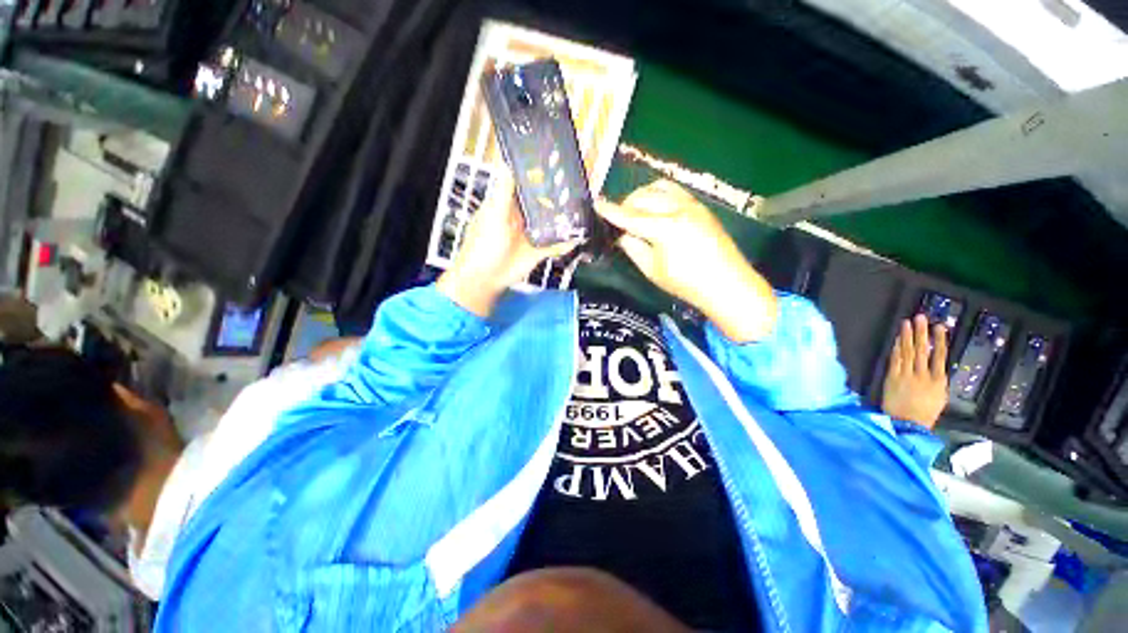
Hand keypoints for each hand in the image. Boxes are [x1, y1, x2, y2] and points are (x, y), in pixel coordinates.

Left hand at [438, 171, 577, 316]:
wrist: (486, 278)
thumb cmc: (483, 244)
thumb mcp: (493, 214)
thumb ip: (504, 192)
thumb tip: (507, 164)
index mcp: (507, 206)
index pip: (524, 188)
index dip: (537, 178)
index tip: (553, 165)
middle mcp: (521, 219)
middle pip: (541, 205)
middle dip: (555, 199)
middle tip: (575, 187)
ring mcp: (531, 236)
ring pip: (550, 225)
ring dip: (563, 220)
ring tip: (581, 209)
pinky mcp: (538, 252)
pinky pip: (555, 246)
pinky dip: (566, 243)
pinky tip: (578, 237)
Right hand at [595, 180, 776, 341]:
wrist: (727, 284)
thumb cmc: (686, 283)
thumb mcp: (652, 270)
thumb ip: (633, 248)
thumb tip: (622, 234)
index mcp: (664, 228)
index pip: (630, 216)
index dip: (611, 211)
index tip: (596, 204)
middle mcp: (678, 209)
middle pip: (642, 197)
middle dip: (625, 204)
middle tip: (617, 218)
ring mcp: (692, 204)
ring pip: (659, 188)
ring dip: (642, 195)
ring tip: (635, 210)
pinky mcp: (700, 206)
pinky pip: (674, 190)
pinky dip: (659, 194)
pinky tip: (655, 206)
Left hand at [882, 315, 948, 428]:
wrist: (906, 424)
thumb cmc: (924, 413)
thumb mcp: (938, 397)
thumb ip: (936, 381)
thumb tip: (936, 366)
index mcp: (939, 382)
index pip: (940, 356)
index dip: (940, 340)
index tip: (940, 327)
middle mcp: (923, 376)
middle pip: (923, 350)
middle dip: (921, 332)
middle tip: (920, 317)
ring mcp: (907, 376)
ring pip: (908, 352)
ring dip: (907, 336)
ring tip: (907, 322)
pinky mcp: (892, 378)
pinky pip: (895, 360)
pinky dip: (897, 348)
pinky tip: (898, 339)